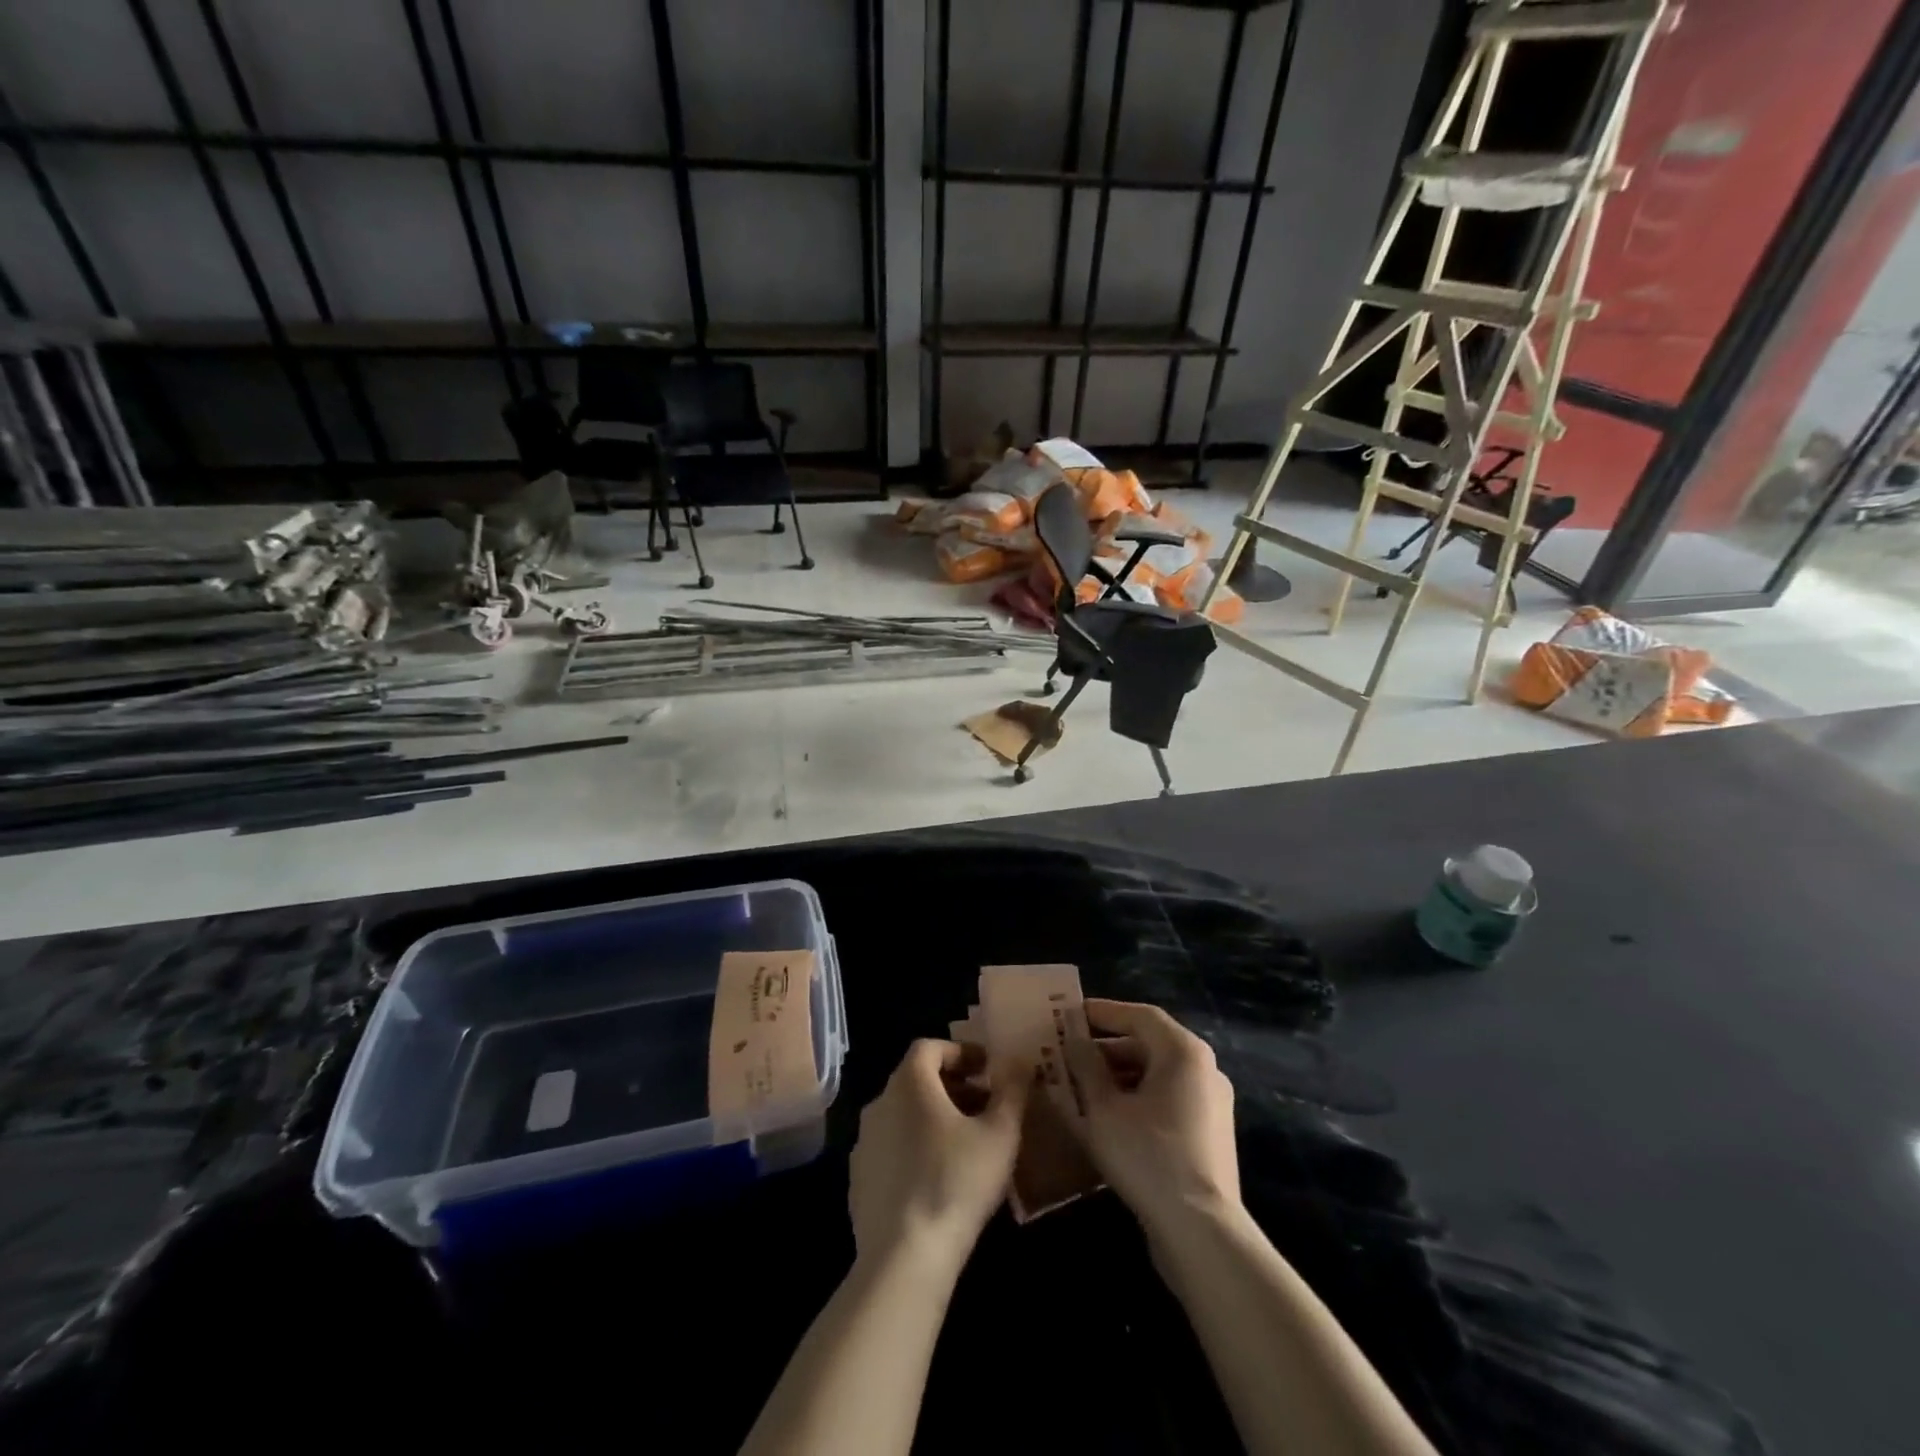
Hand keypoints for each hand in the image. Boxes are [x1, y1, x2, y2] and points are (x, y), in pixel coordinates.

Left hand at [848, 1040, 1028, 1277]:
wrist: (903, 1258)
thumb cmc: (957, 1182)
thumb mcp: (1000, 1134)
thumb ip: (1012, 1091)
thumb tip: (1020, 1060)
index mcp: (908, 1083)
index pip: (930, 1047)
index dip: (961, 1052)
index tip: (989, 1070)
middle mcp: (879, 1103)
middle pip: (916, 1080)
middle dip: (954, 1086)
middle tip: (986, 1106)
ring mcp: (864, 1143)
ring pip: (903, 1114)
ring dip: (935, 1118)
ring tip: (968, 1144)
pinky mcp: (859, 1180)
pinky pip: (892, 1148)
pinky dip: (916, 1147)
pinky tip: (939, 1178)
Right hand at [1063, 999, 1240, 1238]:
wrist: (1201, 1233)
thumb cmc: (1148, 1156)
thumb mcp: (1103, 1108)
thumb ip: (1085, 1065)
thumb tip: (1073, 1039)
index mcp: (1183, 1052)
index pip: (1139, 1015)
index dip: (1102, 1012)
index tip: (1069, 1015)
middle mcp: (1204, 1069)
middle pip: (1149, 1044)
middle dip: (1105, 1048)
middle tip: (1068, 1054)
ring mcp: (1211, 1104)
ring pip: (1157, 1075)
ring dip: (1118, 1076)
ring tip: (1080, 1087)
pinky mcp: (1209, 1135)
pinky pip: (1167, 1101)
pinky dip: (1137, 1099)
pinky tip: (1107, 1118)